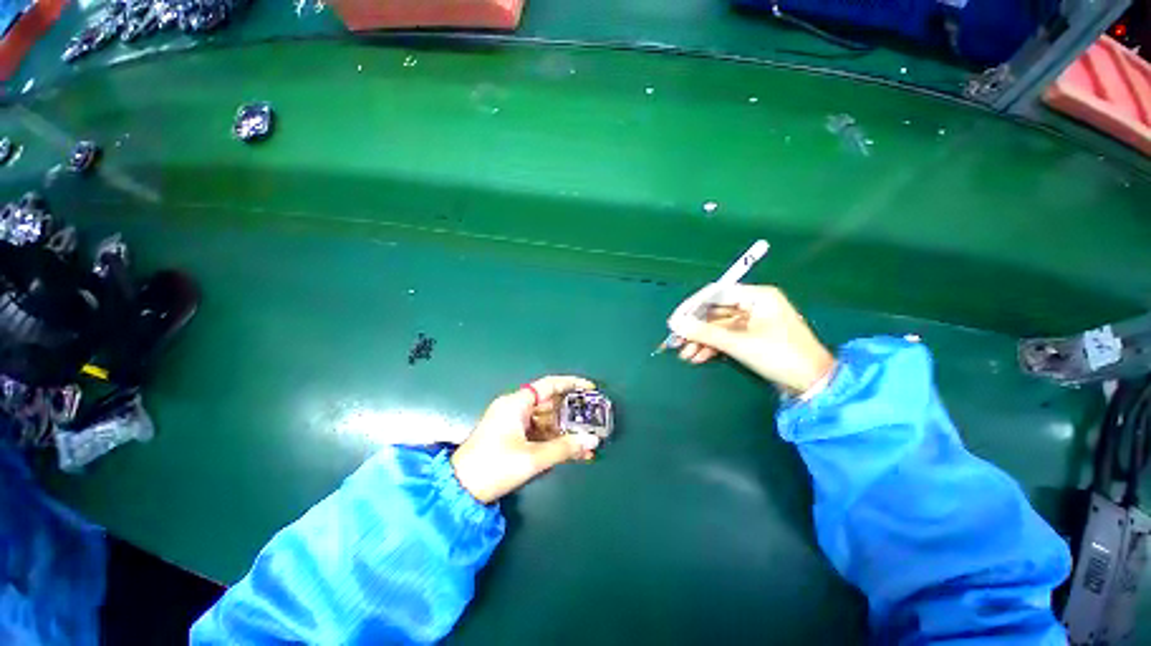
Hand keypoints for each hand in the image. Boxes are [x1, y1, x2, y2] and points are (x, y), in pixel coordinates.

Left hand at [451, 375, 600, 503]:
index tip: (590, 388)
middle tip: (593, 418)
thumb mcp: (532, 459)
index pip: (549, 384)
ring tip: (586, 440)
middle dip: (571, 412)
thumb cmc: (494, 467)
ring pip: (545, 419)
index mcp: (516, 403)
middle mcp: (514, 407)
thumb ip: (564, 448)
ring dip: (564, 430)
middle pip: (549, 402)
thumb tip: (592, 442)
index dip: (572, 383)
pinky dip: (552, 439)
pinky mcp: (511, 435)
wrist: (459, 490)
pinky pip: (537, 431)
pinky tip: (569, 450)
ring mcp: (512, 421)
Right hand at [667, 283, 834, 394]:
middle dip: (695, 327)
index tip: (674, 321)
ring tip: (685, 354)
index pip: (715, 293)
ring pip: (718, 326)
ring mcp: (753, 321)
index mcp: (757, 296)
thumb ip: (705, 332)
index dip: (691, 306)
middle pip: (715, 311)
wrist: (813, 386)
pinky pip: (725, 337)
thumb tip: (675, 324)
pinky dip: (711, 346)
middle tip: (676, 341)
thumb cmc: (780, 356)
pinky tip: (697, 357)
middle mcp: (754, 304)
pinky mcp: (752, 337)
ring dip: (700, 339)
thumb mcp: (739, 343)